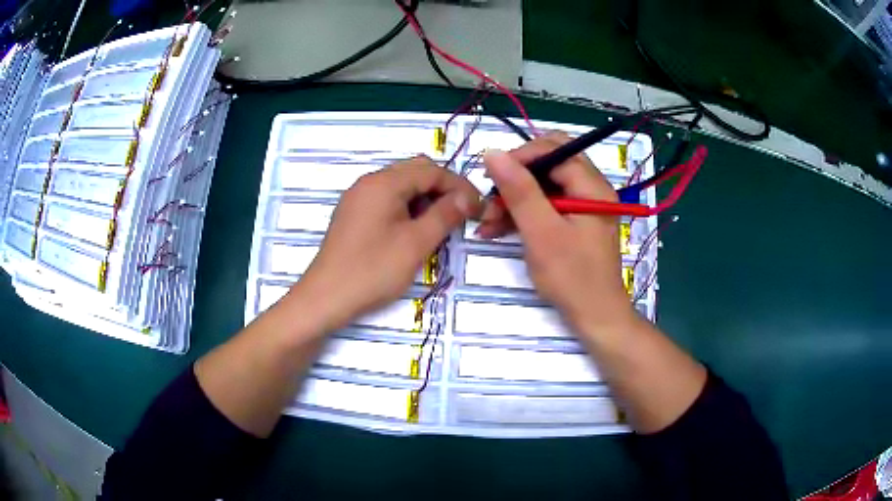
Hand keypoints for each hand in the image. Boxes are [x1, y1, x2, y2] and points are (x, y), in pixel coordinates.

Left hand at [293, 156, 481, 331]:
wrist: (326, 298)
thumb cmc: (373, 270)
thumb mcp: (416, 243)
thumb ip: (445, 214)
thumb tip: (468, 196)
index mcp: (383, 182)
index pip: (431, 170)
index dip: (459, 186)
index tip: (478, 207)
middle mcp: (369, 182)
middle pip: (415, 172)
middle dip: (442, 189)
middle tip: (461, 215)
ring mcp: (358, 198)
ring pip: (401, 186)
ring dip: (425, 199)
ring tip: (439, 225)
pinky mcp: (353, 215)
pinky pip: (387, 200)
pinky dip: (407, 208)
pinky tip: (414, 231)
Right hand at [477, 133, 634, 333]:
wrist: (595, 316)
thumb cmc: (572, 276)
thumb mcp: (541, 232)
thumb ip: (519, 190)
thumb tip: (492, 152)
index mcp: (592, 185)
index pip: (553, 149)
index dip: (519, 157)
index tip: (490, 176)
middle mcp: (591, 188)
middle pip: (548, 164)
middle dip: (516, 177)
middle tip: (492, 197)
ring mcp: (584, 205)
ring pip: (544, 185)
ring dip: (515, 198)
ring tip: (487, 222)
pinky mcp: (575, 221)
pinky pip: (546, 205)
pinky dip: (524, 213)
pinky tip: (498, 229)